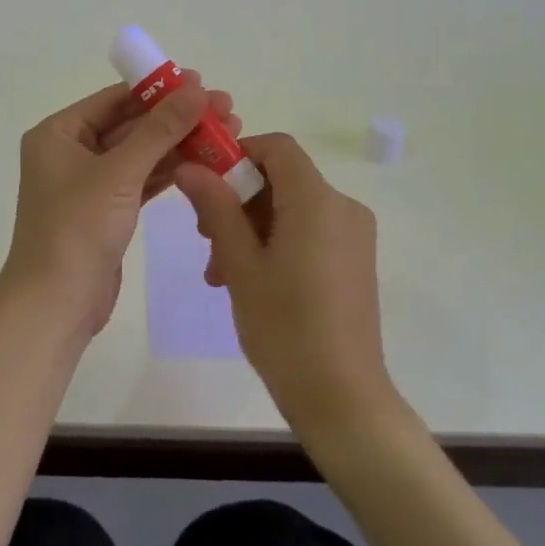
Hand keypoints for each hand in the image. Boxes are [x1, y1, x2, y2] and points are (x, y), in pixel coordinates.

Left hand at [0, 76, 239, 340]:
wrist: (56, 304)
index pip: (115, 98)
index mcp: (59, 133)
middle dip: (177, 118)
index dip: (160, 89)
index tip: (204, 83)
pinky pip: (142, 180)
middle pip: (132, 124)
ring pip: (141, 154)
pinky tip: (207, 163)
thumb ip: (159, 130)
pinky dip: (170, 172)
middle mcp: (71, 151)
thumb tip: (196, 89)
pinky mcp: (107, 210)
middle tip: (227, 110)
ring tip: (228, 134)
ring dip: (180, 144)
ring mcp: (90, 182)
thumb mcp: (120, 173)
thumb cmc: (77, 229)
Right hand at [175, 134, 399, 439]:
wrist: (342, 398)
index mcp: (317, 200)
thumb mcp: (240, 264)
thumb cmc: (285, 327)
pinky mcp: (354, 260)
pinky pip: (309, 231)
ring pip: (291, 208)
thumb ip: (216, 208)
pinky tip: (249, 281)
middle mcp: (342, 207)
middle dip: (238, 200)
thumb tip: (190, 167)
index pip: (277, 147)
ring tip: (220, 273)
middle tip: (206, 240)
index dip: (237, 155)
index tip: (206, 185)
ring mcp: (353, 235)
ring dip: (251, 228)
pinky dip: (276, 243)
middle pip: (282, 179)